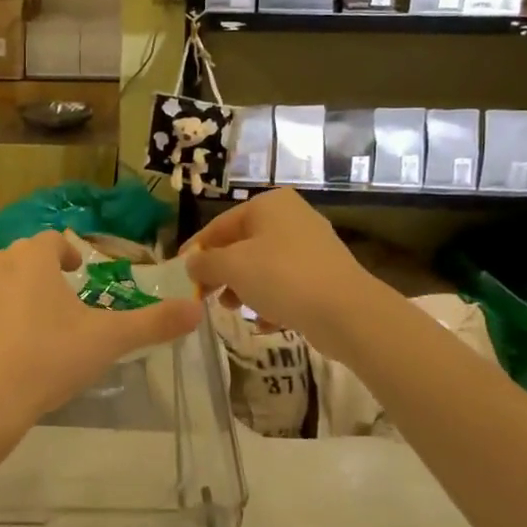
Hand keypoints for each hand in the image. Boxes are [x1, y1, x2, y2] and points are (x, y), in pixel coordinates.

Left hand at [0, 231, 202, 451]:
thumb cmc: (46, 359)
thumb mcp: (106, 341)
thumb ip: (152, 323)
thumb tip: (197, 310)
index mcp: (32, 258)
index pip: (52, 240)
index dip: (67, 253)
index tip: (77, 271)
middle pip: (23, 258)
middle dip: (42, 273)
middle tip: (63, 301)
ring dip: (17, 294)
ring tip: (37, 326)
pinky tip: (8, 352)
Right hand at [182, 188, 380, 359]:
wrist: (346, 311)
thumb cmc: (282, 277)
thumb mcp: (232, 267)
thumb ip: (205, 263)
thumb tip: (190, 263)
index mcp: (269, 204)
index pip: (220, 225)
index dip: (197, 250)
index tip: (180, 273)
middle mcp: (291, 217)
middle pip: (242, 245)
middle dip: (222, 273)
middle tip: (205, 296)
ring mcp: (311, 246)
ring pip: (262, 266)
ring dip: (244, 289)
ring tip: (234, 310)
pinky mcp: (323, 274)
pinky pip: (285, 284)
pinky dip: (270, 300)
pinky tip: (265, 322)